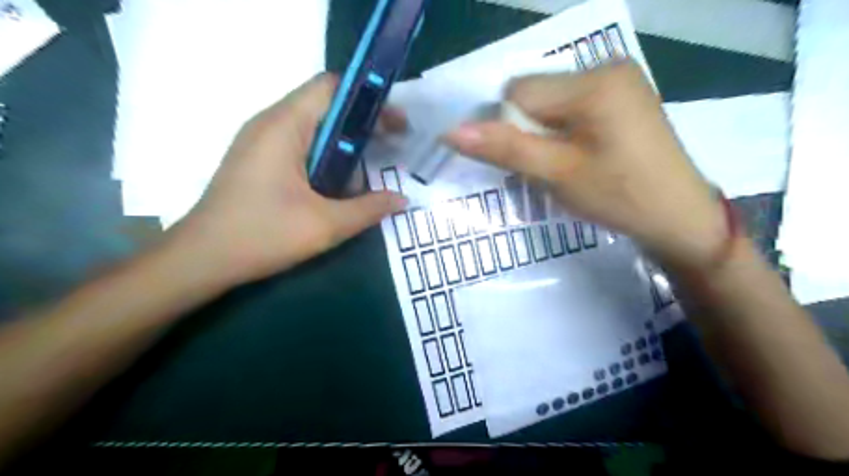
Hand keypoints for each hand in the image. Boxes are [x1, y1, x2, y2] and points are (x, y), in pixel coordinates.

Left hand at [169, 74, 406, 285]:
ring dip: (346, 139)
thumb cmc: (262, 235)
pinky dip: (328, 153)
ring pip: (314, 125)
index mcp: (284, 126)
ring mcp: (261, 140)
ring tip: (373, 163)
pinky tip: (341, 180)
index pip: (331, 87)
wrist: (202, 259)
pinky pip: (301, 143)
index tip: (397, 122)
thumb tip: (403, 199)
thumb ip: (369, 209)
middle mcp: (270, 123)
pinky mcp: (259, 159)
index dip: (369, 98)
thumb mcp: (325, 225)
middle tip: (395, 142)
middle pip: (325, 103)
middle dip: (363, 121)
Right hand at [446, 62, 729, 270]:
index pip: (519, 92)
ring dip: (542, 132)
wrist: (678, 217)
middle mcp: (606, 66)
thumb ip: (505, 148)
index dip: (508, 127)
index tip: (526, 161)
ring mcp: (618, 79)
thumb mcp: (556, 174)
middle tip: (548, 166)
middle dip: (528, 130)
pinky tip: (578, 153)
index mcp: (594, 82)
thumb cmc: (619, 197)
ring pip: (549, 101)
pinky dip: (560, 130)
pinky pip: (570, 105)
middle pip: (535, 92)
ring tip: (564, 162)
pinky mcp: (621, 95)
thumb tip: (451, 132)